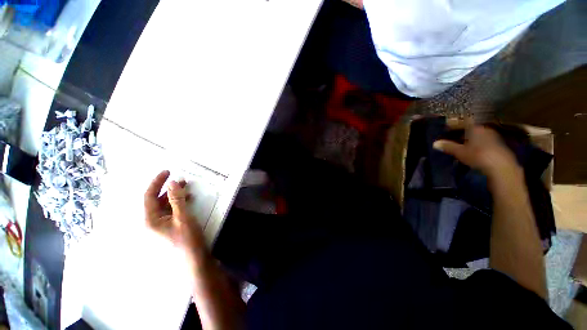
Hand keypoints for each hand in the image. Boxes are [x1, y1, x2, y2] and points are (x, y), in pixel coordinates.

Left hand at [144, 170, 205, 259]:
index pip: (148, 196)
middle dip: (168, 189)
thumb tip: (172, 182)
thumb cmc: (186, 239)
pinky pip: (170, 211)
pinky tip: (188, 200)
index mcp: (149, 220)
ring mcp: (160, 225)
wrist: (194, 259)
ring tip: (186, 188)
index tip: (168, 171)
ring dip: (174, 195)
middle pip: (156, 200)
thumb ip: (177, 199)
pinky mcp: (169, 227)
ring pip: (164, 205)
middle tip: (181, 180)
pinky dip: (178, 203)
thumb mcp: (183, 217)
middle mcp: (151, 222)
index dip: (157, 182)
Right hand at [433, 124, 521, 182]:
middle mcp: (485, 128)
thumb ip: (447, 146)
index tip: (447, 126)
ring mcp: (493, 136)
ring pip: (477, 134)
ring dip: (468, 137)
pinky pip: (483, 140)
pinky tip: (471, 149)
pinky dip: (476, 143)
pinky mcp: (498, 145)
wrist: (501, 167)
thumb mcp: (459, 152)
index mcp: (475, 127)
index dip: (455, 122)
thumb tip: (434, 143)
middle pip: (471, 127)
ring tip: (459, 143)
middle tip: (451, 136)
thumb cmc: (478, 155)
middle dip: (461, 131)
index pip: (464, 120)